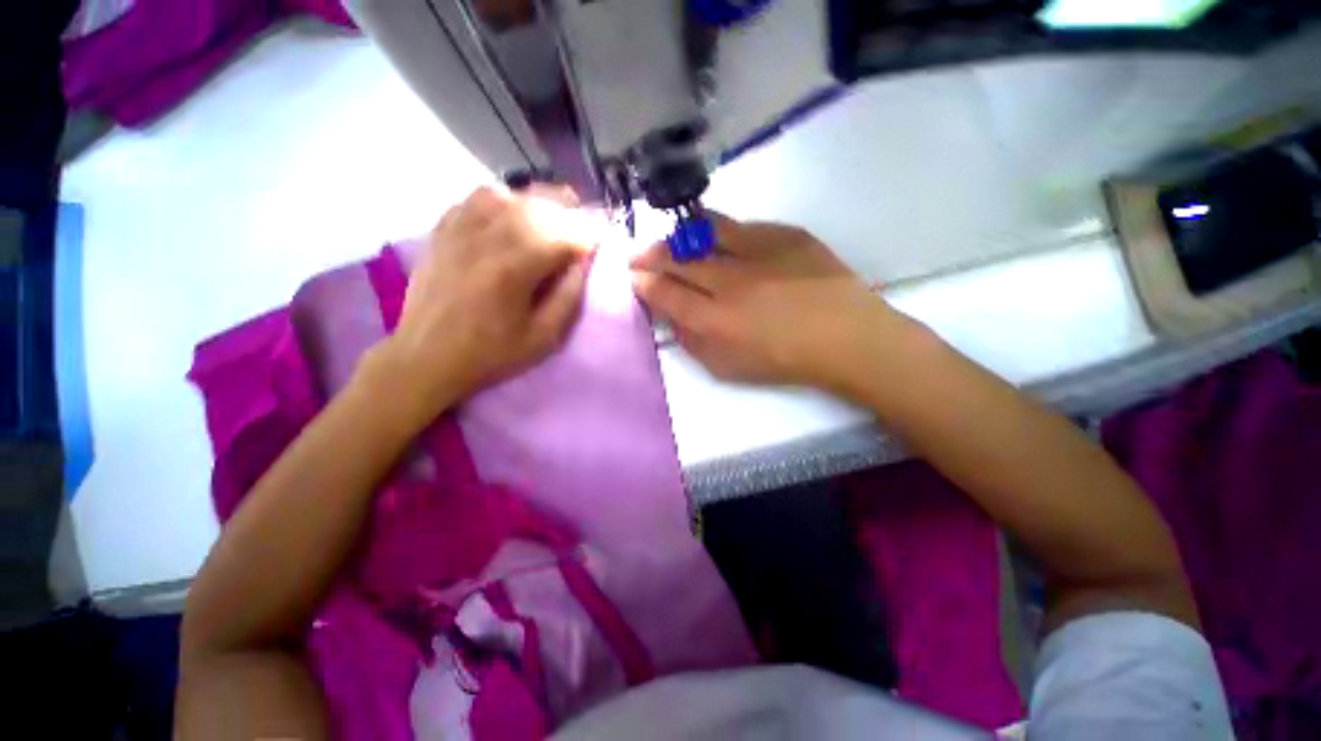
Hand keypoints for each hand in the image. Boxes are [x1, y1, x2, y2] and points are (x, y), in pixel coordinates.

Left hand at [366, 185, 594, 422]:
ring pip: (506, 195)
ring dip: (535, 200)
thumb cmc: (491, 354)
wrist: (427, 357)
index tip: (600, 242)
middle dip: (567, 210)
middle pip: (535, 207)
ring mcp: (459, 231)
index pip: (561, 237)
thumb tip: (583, 264)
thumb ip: (568, 298)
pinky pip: (475, 199)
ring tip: (553, 211)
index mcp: (513, 270)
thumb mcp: (543, 338)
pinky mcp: (442, 231)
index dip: (586, 236)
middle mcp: (486, 239)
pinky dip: (501, 199)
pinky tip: (512, 211)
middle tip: (584, 221)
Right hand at [630, 214, 907, 391]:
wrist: (844, 337)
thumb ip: (693, 342)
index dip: (644, 283)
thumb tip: (672, 318)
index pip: (665, 293)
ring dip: (679, 236)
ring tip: (670, 239)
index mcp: (713, 320)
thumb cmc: (783, 361)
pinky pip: (741, 226)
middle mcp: (728, 281)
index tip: (634, 277)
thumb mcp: (727, 368)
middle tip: (638, 254)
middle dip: (650, 256)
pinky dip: (719, 230)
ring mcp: (756, 252)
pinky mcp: (783, 235)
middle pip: (678, 260)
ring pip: (704, 233)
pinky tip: (713, 235)